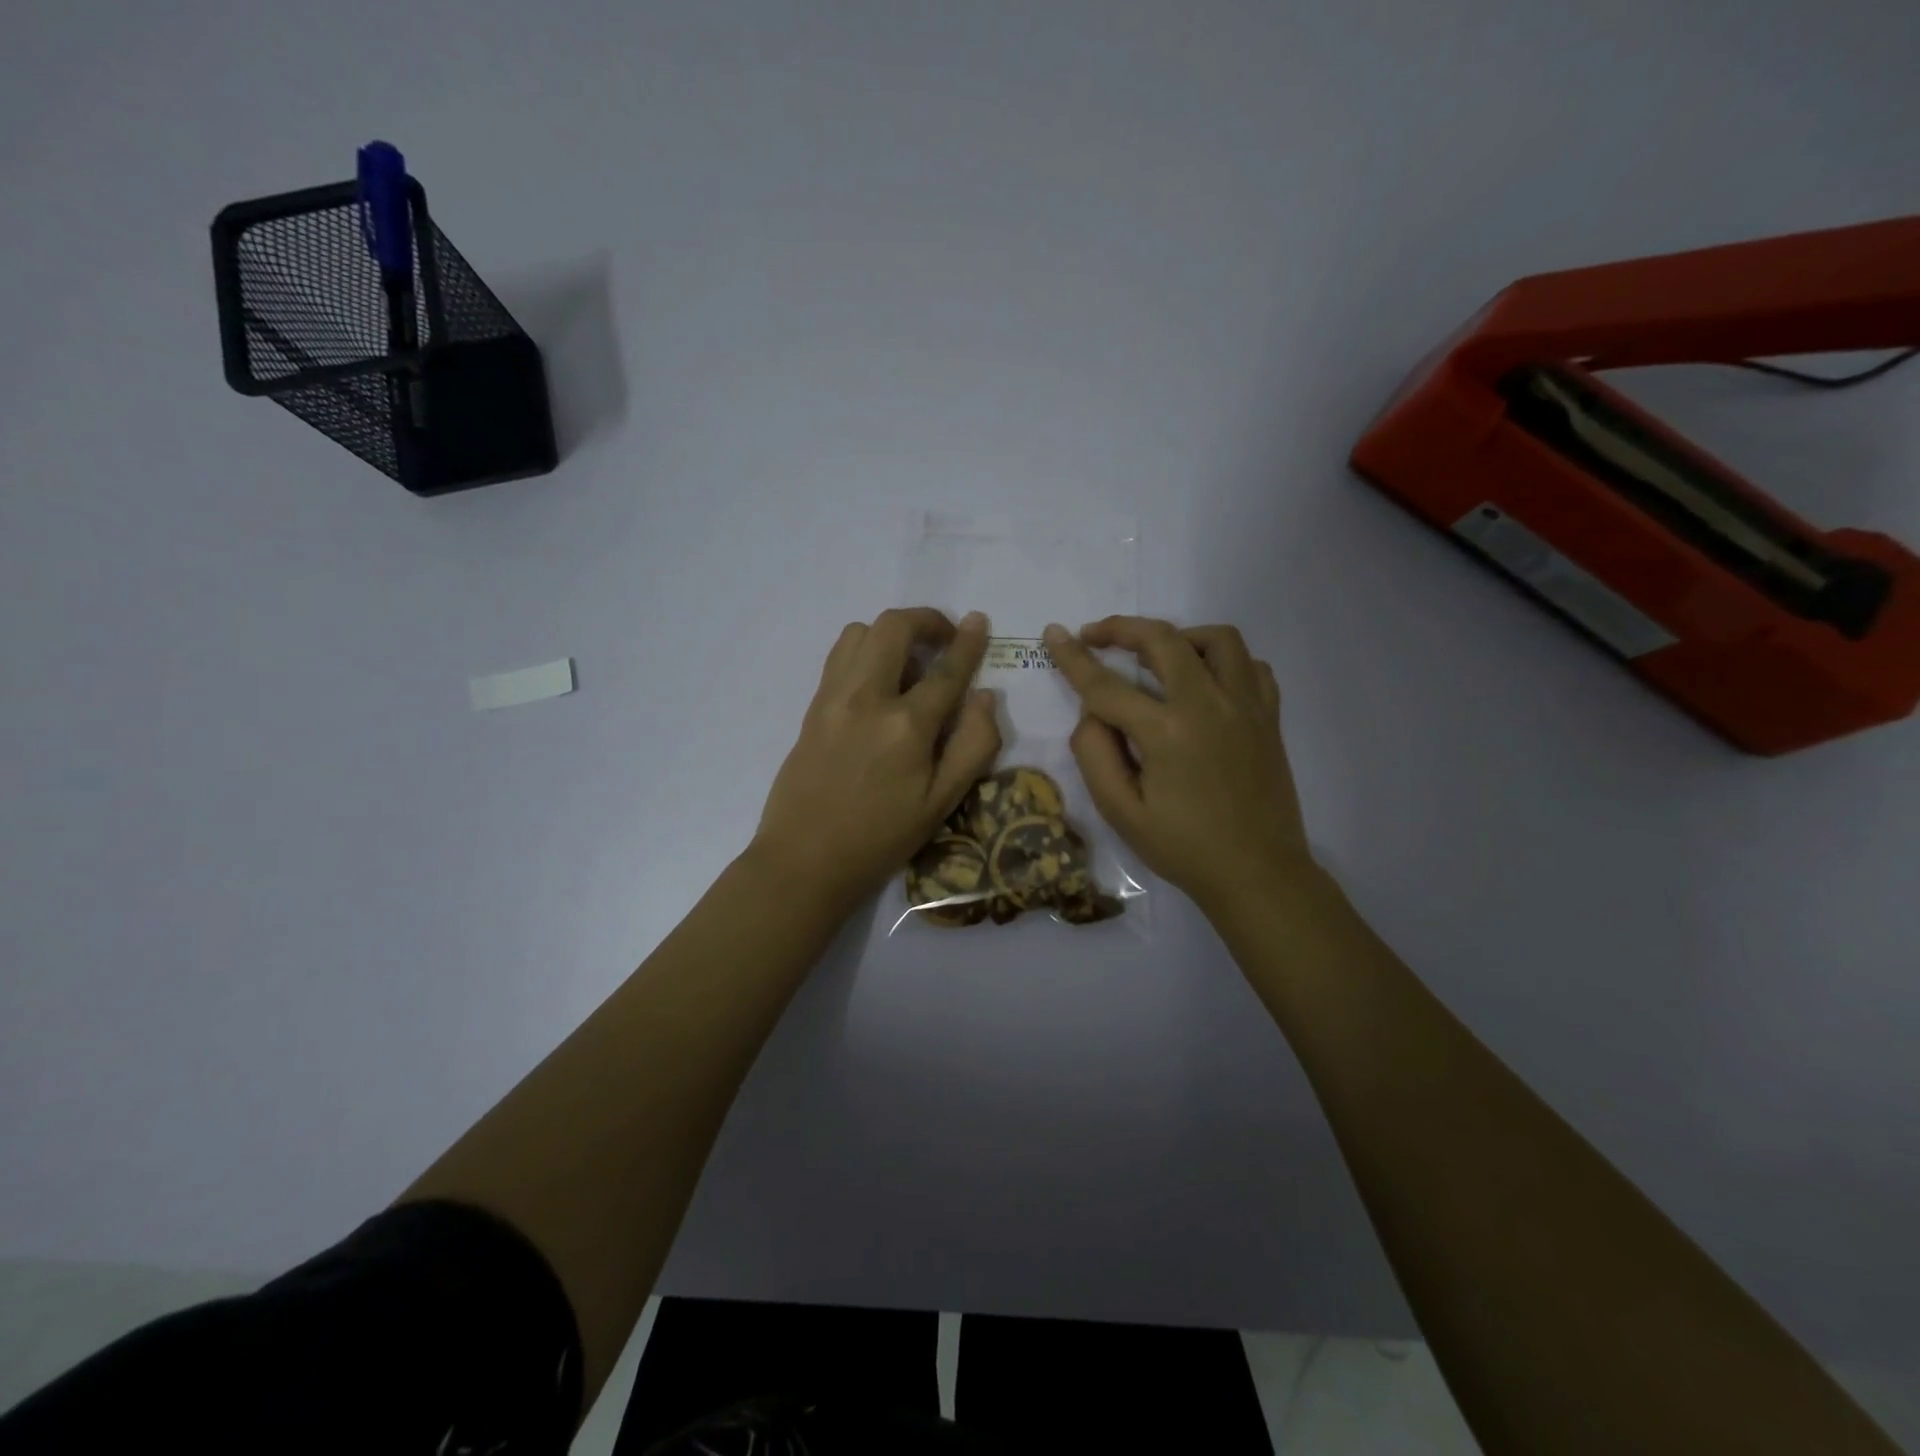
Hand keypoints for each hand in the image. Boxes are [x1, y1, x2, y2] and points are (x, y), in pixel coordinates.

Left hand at [753, 608, 1001, 909]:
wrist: (805, 860)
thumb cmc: (881, 838)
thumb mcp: (942, 803)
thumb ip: (974, 746)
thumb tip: (985, 696)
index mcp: (906, 726)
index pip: (945, 669)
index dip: (968, 642)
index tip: (979, 621)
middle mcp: (867, 698)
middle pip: (893, 627)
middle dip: (925, 620)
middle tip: (944, 639)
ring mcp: (832, 698)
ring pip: (860, 632)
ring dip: (891, 633)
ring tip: (908, 662)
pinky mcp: (812, 707)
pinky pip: (838, 656)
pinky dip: (864, 650)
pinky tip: (877, 681)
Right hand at [1044, 617, 1314, 915]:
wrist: (1257, 873)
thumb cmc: (1183, 848)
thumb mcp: (1121, 813)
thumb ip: (1095, 754)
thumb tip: (1092, 713)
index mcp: (1166, 732)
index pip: (1107, 685)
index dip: (1074, 657)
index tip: (1053, 633)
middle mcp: (1209, 705)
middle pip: (1163, 640)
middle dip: (1122, 628)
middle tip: (1095, 635)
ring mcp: (1246, 706)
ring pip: (1218, 639)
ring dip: (1179, 635)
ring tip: (1156, 654)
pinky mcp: (1270, 716)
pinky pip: (1251, 665)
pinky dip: (1223, 660)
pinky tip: (1204, 679)